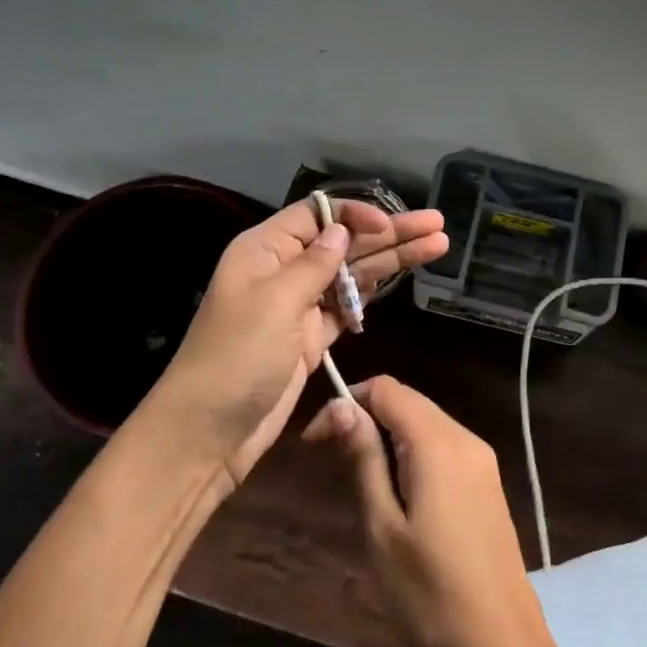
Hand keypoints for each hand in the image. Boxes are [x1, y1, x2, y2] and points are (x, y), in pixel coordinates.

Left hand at [149, 201, 446, 492]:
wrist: (209, 431)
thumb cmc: (236, 358)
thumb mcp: (275, 303)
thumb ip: (314, 265)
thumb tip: (342, 230)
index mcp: (264, 250)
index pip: (317, 216)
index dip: (356, 214)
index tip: (390, 224)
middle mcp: (283, 271)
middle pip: (343, 243)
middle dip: (389, 233)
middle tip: (437, 225)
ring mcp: (298, 306)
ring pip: (352, 273)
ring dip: (391, 260)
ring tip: (437, 245)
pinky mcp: (310, 338)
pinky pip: (347, 305)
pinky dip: (372, 292)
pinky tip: (401, 276)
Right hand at [303, 377, 557, 646]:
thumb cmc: (429, 594)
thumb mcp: (382, 527)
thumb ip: (363, 459)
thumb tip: (341, 406)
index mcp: (439, 443)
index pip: (387, 389)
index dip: (346, 403)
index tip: (314, 444)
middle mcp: (466, 440)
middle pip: (408, 404)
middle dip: (364, 421)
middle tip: (330, 466)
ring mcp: (483, 463)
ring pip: (425, 427)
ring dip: (387, 441)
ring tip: (360, 488)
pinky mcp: (488, 486)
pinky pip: (443, 451)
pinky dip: (412, 458)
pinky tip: (397, 499)